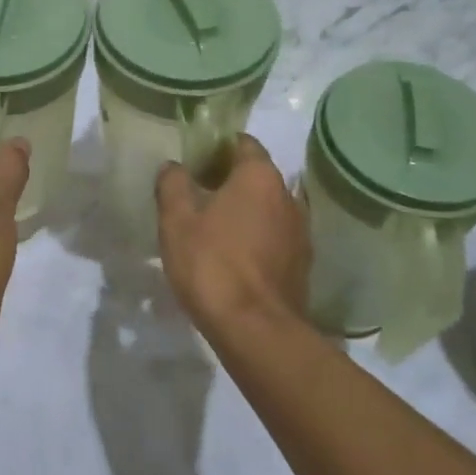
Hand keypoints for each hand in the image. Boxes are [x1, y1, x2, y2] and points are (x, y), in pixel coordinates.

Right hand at [156, 135, 310, 330]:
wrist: (256, 331)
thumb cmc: (213, 264)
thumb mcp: (177, 221)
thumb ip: (173, 185)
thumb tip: (173, 166)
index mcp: (259, 176)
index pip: (243, 143)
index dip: (217, 147)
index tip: (195, 162)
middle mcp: (288, 196)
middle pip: (257, 175)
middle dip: (230, 180)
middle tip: (197, 195)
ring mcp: (300, 231)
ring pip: (268, 207)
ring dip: (245, 211)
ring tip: (214, 228)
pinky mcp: (302, 264)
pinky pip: (276, 236)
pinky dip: (257, 237)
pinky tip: (234, 257)